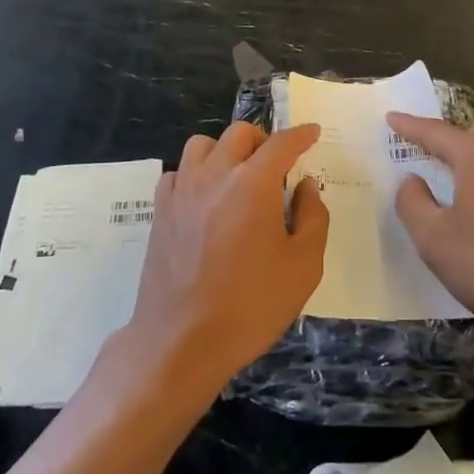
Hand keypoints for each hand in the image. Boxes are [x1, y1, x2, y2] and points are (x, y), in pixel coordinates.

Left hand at [125, 122, 328, 399]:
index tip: (312, 132)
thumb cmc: (251, 306)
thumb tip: (305, 186)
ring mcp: (183, 190)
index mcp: (254, 183)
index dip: (301, 134)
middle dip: (263, 140)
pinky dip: (196, 174)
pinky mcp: (160, 210)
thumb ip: (312, 217)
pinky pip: (178, 171)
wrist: (181, 340)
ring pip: (203, 144)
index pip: (282, 143)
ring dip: (225, 151)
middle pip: (240, 133)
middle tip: (276, 167)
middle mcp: (216, 174)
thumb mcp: (303, 267)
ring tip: (237, 178)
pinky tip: (205, 199)